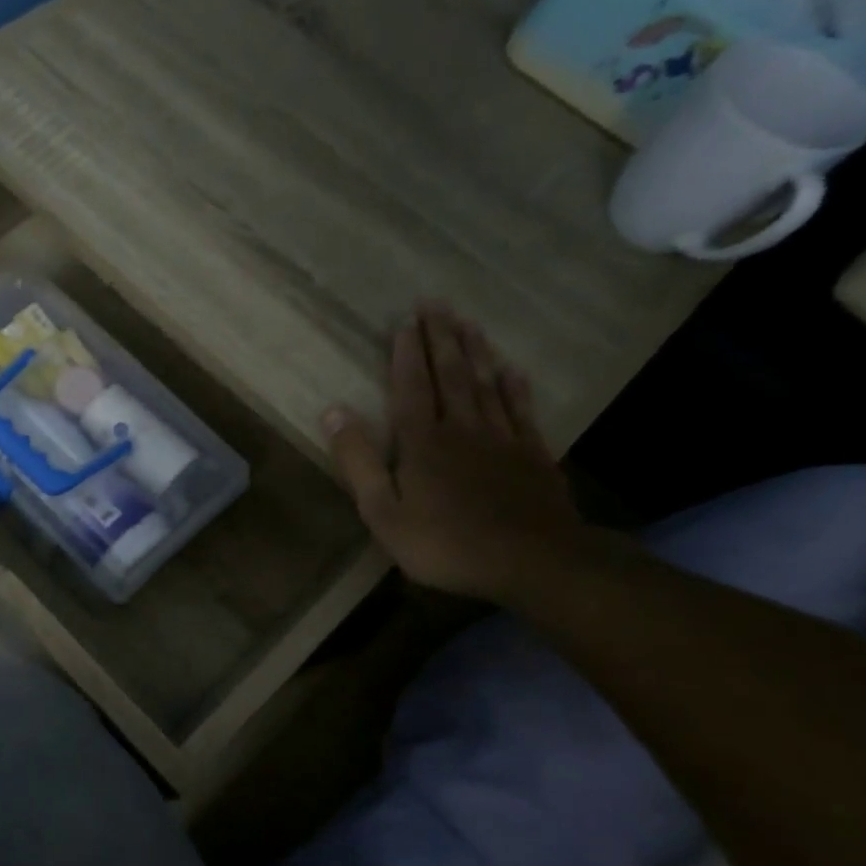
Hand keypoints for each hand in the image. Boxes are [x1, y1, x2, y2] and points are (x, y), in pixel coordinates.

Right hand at [323, 305, 589, 602]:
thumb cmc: (444, 542)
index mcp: (422, 442)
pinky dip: (514, 387)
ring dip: (474, 352)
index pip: (411, 387)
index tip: (405, 321)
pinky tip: (511, 370)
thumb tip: (333, 412)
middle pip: (450, 375)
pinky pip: (521, 411)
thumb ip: (358, 461)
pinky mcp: (532, 456)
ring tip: (468, 322)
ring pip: (486, 385)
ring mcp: (502, 440)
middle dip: (440, 338)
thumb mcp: (382, 511)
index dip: (406, 354)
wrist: (532, 562)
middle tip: (436, 303)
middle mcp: (462, 429)